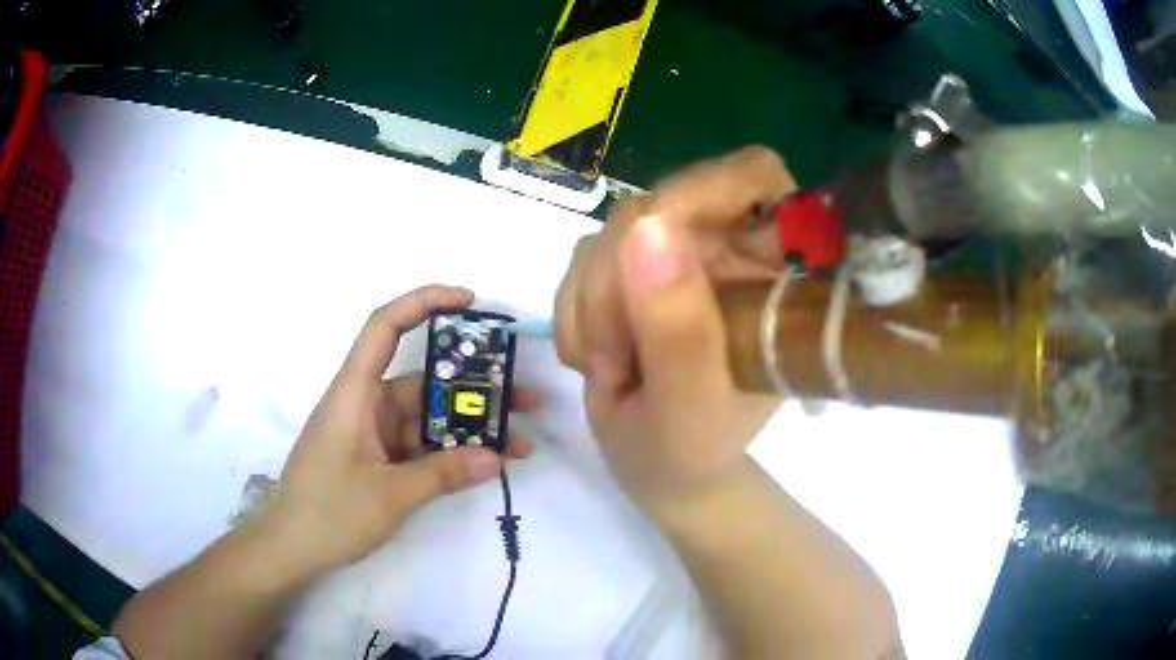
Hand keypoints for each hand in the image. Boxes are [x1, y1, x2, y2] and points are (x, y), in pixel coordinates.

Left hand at [266, 285, 538, 575]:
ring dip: (468, 427)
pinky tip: (485, 463)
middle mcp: (366, 404)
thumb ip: (442, 474)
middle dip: (474, 387)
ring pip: (427, 417)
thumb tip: (497, 458)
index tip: (469, 301)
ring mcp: (373, 432)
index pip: (385, 326)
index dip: (424, 302)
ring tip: (519, 440)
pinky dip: (450, 452)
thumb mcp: (389, 495)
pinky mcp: (378, 457)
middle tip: (525, 396)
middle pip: (423, 380)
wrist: (292, 548)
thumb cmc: (328, 513)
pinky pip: (420, 444)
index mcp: (355, 393)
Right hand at [554, 147, 793, 507]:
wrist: (657, 469)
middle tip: (615, 353)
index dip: (707, 187)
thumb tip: (647, 228)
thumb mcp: (690, 407)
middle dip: (621, 277)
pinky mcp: (632, 267)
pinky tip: (594, 358)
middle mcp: (730, 248)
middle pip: (663, 201)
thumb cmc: (692, 451)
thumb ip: (678, 330)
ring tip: (610, 370)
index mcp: (774, 271)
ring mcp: (678, 255)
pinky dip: (573, 311)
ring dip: (593, 303)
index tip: (656, 244)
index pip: (756, 176)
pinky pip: (582, 257)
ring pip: (613, 231)